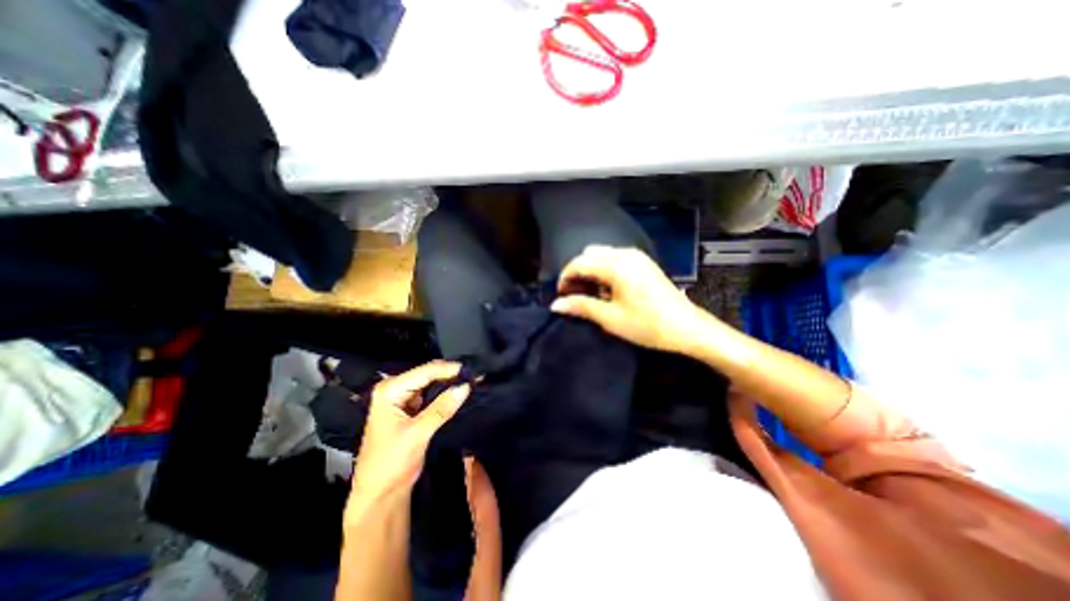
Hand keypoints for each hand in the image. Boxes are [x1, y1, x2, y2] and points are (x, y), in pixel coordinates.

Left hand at [353, 361, 467, 501]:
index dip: (449, 370)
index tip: (472, 371)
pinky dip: (446, 393)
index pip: (425, 371)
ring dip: (451, 383)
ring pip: (432, 383)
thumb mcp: (418, 433)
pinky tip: (460, 392)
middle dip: (452, 375)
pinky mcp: (411, 408)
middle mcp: (395, 388)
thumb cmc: (391, 463)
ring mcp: (403, 397)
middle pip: (428, 374)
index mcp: (390, 390)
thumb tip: (465, 386)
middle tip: (475, 376)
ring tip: (473, 381)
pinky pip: (432, 394)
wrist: (379, 493)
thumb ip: (442, 408)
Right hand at [551, 245, 709, 354]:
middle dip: (577, 272)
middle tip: (575, 295)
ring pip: (601, 255)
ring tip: (590, 293)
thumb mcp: (610, 318)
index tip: (561, 296)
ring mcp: (636, 256)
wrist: (687, 327)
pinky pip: (614, 258)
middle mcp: (625, 254)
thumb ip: (581, 306)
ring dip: (590, 270)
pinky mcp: (643, 262)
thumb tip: (555, 305)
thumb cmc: (647, 325)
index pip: (579, 263)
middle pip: (589, 255)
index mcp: (616, 266)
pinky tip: (608, 288)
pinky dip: (604, 269)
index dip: (565, 278)